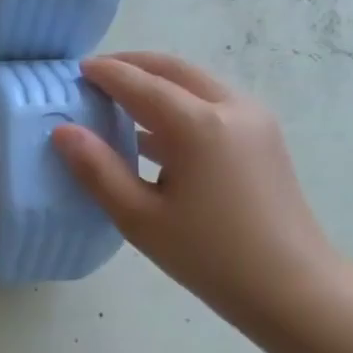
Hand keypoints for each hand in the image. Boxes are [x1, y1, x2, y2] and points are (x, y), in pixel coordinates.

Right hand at [52, 53, 341, 326]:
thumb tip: (63, 131)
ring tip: (120, 101)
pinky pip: (213, 103)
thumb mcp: (139, 217)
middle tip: (96, 75)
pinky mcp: (263, 137)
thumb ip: (97, 170)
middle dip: (134, 66)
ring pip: (197, 83)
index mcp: (198, 125)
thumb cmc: (207, 255)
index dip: (106, 74)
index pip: (141, 84)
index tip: (76, 71)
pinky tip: (155, 133)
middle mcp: (230, 108)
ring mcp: (254, 120)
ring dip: (158, 83)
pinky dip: (179, 103)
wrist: (289, 286)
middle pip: (174, 70)